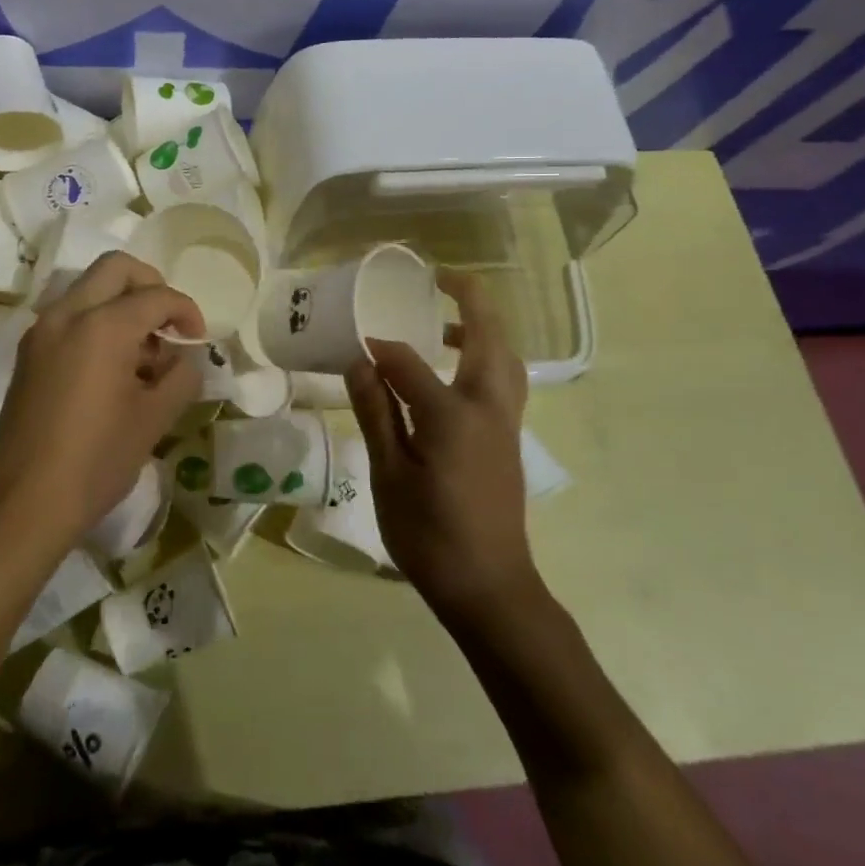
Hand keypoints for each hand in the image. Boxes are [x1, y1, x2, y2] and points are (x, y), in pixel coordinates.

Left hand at [0, 252, 203, 554]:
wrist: (24, 503)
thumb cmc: (98, 460)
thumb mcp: (154, 419)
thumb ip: (181, 377)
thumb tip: (185, 359)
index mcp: (103, 325)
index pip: (157, 296)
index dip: (186, 312)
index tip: (198, 340)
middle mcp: (67, 314)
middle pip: (115, 268)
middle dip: (151, 286)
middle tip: (169, 324)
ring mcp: (42, 330)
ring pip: (89, 289)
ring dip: (122, 303)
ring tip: (143, 353)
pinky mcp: (29, 352)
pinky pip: (70, 315)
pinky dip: (97, 321)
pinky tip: (113, 367)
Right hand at [345, 271, 538, 622]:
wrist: (489, 587)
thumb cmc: (430, 534)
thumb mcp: (388, 475)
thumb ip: (376, 412)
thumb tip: (360, 362)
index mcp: (452, 414)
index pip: (409, 362)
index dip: (379, 350)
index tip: (354, 345)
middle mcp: (488, 407)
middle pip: (488, 338)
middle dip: (471, 300)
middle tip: (442, 278)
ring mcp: (506, 423)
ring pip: (505, 358)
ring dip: (482, 329)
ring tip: (445, 323)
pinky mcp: (509, 439)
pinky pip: (504, 381)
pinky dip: (487, 358)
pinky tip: (454, 373)